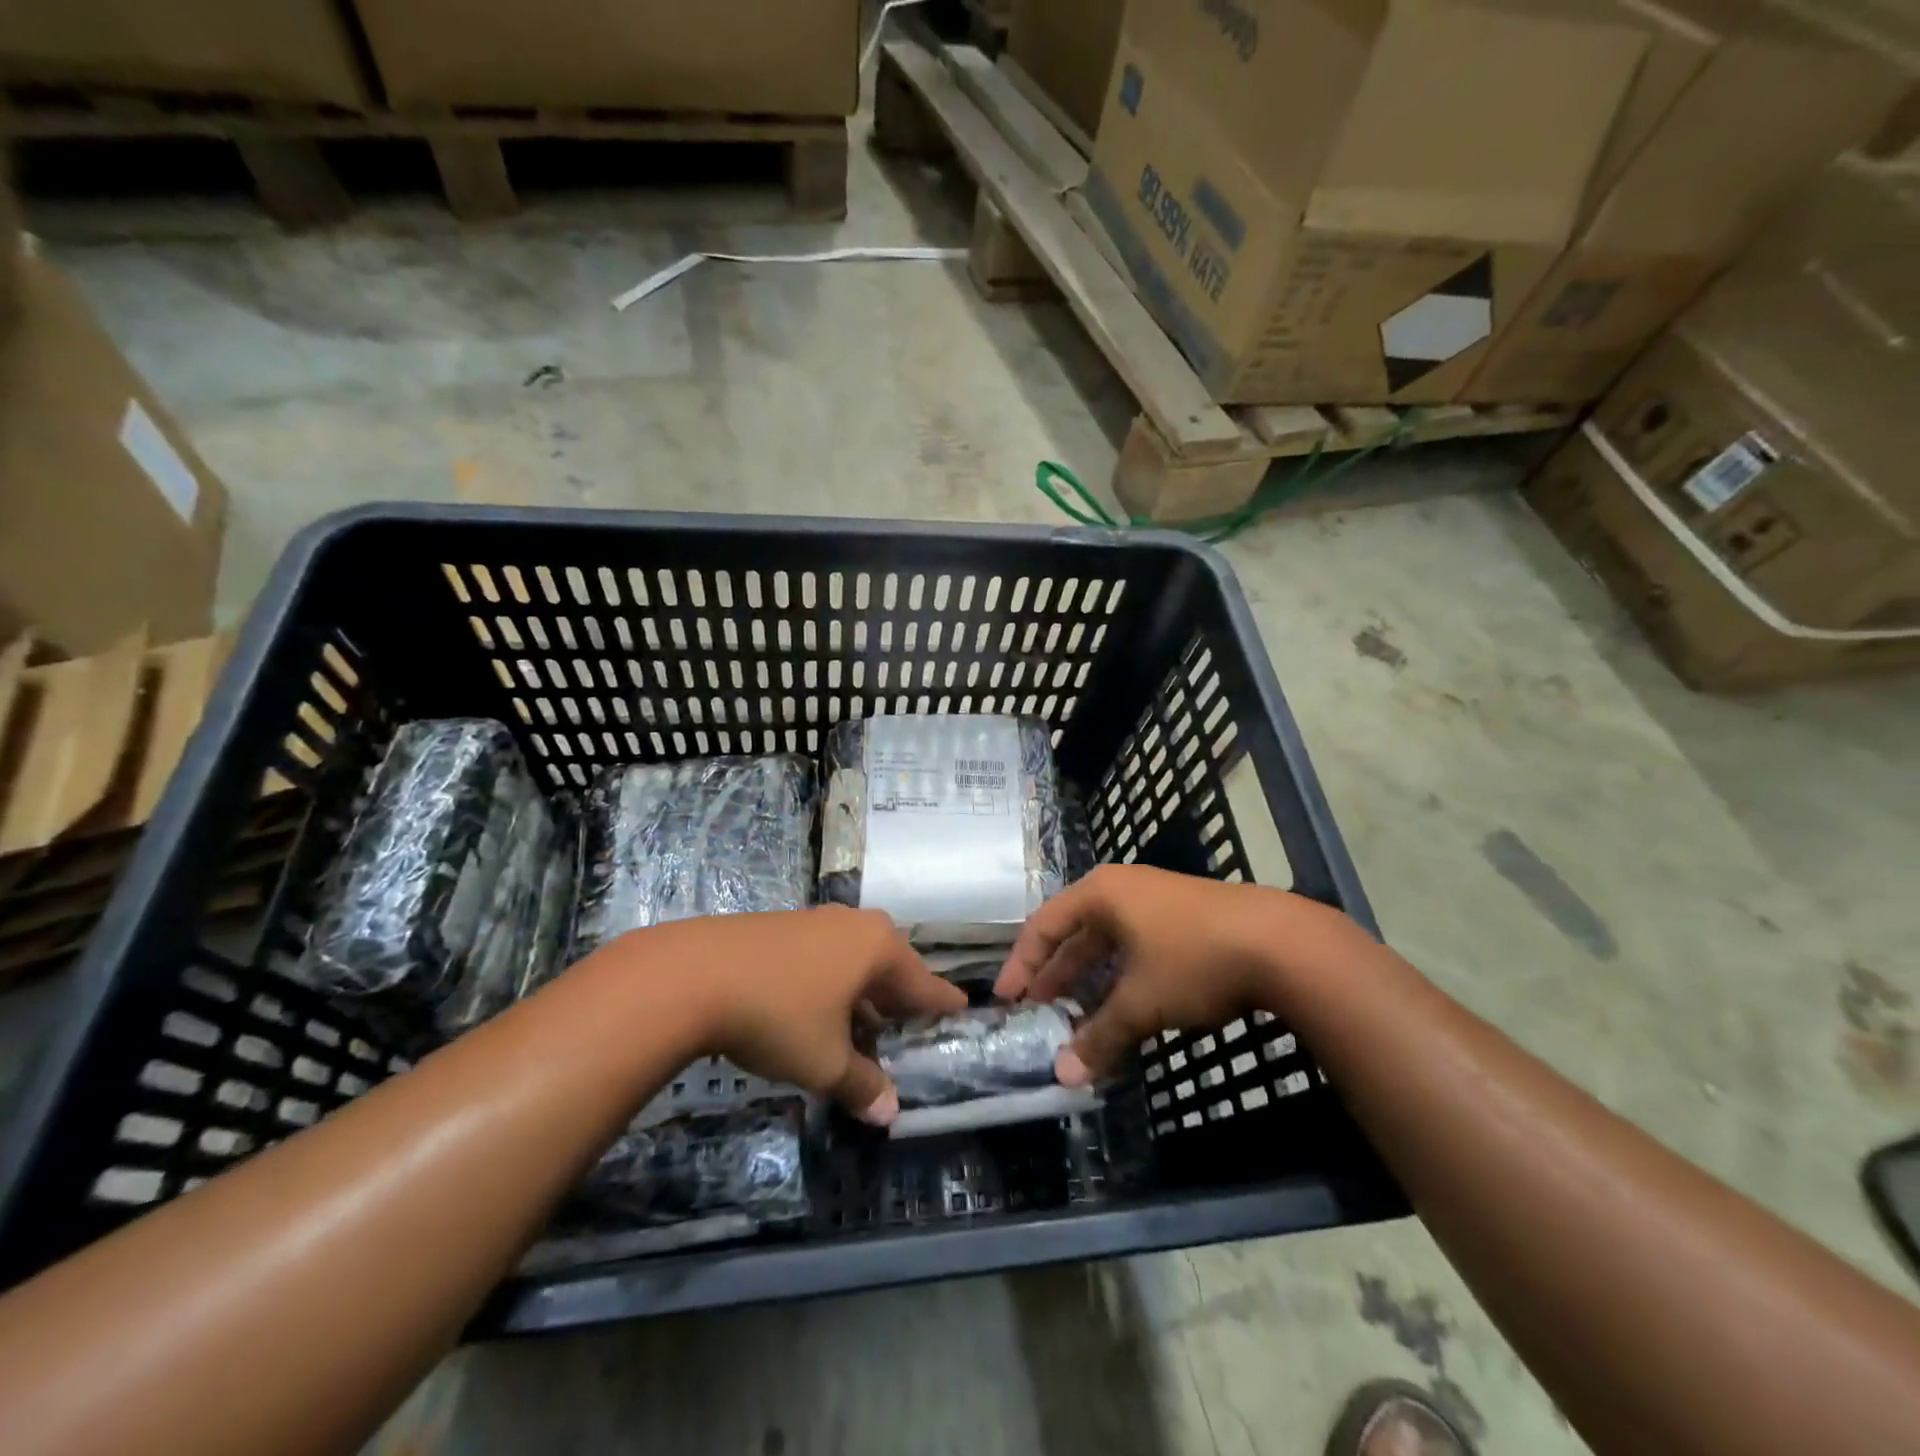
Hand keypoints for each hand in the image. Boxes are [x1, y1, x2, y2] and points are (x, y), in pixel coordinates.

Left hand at [622, 906, 965, 1125]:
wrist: (694, 974)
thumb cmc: (778, 1014)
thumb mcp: (824, 1061)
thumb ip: (862, 1085)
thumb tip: (889, 1112)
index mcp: (879, 948)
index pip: (924, 982)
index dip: (941, 1004)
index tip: (961, 1011)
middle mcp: (855, 925)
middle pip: (890, 967)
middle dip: (897, 1001)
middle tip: (905, 1030)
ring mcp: (817, 920)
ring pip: (855, 961)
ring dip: (861, 994)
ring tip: (861, 1028)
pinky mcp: (783, 926)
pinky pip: (825, 956)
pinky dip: (831, 984)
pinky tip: (816, 1010)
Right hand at [994, 865, 1368, 1084]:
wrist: (1283, 943)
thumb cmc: (1194, 960)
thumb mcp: (1142, 1002)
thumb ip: (1100, 1036)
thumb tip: (1064, 1076)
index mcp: (1102, 893)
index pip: (1044, 925)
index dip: (1022, 964)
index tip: (1006, 999)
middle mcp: (1124, 889)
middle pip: (1074, 932)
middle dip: (1055, 974)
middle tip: (1035, 1011)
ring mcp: (1157, 901)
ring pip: (1108, 942)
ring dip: (1089, 978)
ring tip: (1074, 1014)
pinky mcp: (1186, 919)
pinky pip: (1136, 947)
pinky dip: (1120, 976)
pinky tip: (1123, 1004)